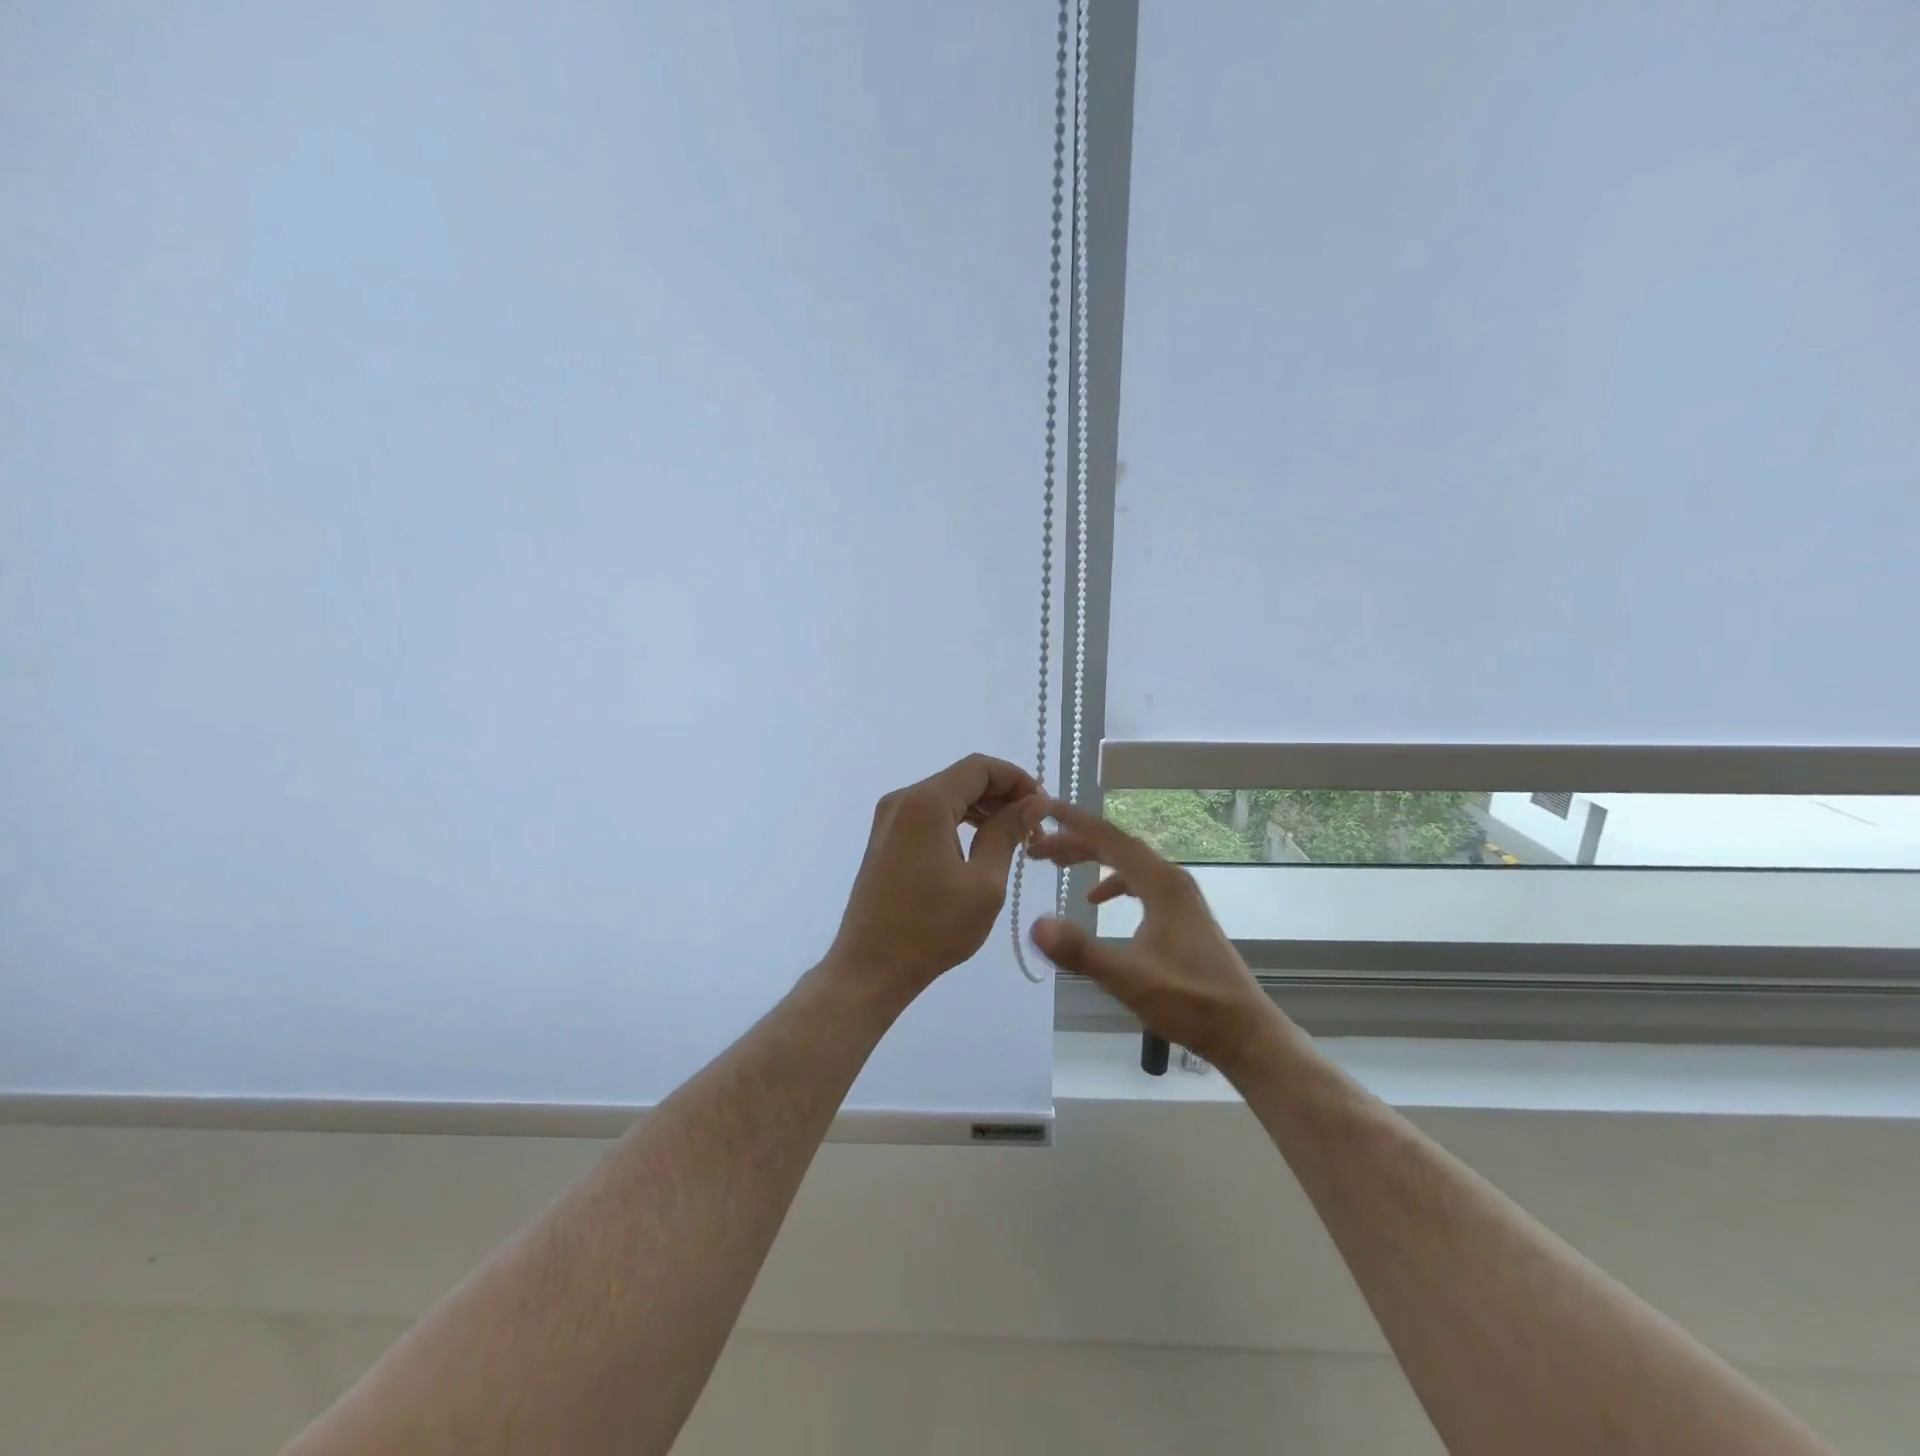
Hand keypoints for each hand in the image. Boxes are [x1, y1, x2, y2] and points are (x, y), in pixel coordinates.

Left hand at [827, 754, 1043, 1004]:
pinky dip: (959, 822)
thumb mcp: (984, 882)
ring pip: (946, 797)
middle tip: (1034, 827)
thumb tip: (1035, 801)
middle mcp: (902, 800)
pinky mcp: (886, 839)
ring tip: (1015, 839)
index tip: (1043, 805)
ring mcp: (889, 820)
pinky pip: (929, 816)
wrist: (870, 967)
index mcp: (926, 803)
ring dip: (982, 810)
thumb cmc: (932, 928)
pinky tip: (982, 846)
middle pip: (961, 779)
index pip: (979, 767)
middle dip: (1002, 795)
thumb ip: (1008, 832)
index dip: (1016, 778)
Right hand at [1026, 798, 1281, 1072]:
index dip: (1074, 821)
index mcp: (1161, 884)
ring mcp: (1179, 896)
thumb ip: (1081, 951)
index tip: (1042, 808)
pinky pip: (1140, 882)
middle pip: (1117, 845)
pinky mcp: (1181, 914)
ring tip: (1059, 863)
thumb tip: (1035, 924)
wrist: (1244, 1032)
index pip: (1110, 838)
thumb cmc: (1190, 1002)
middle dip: (1076, 841)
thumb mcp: (1129, 979)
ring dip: (1093, 858)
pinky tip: (1096, 900)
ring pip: (1129, 863)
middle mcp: (1171, 880)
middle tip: (1037, 848)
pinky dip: (1114, 882)